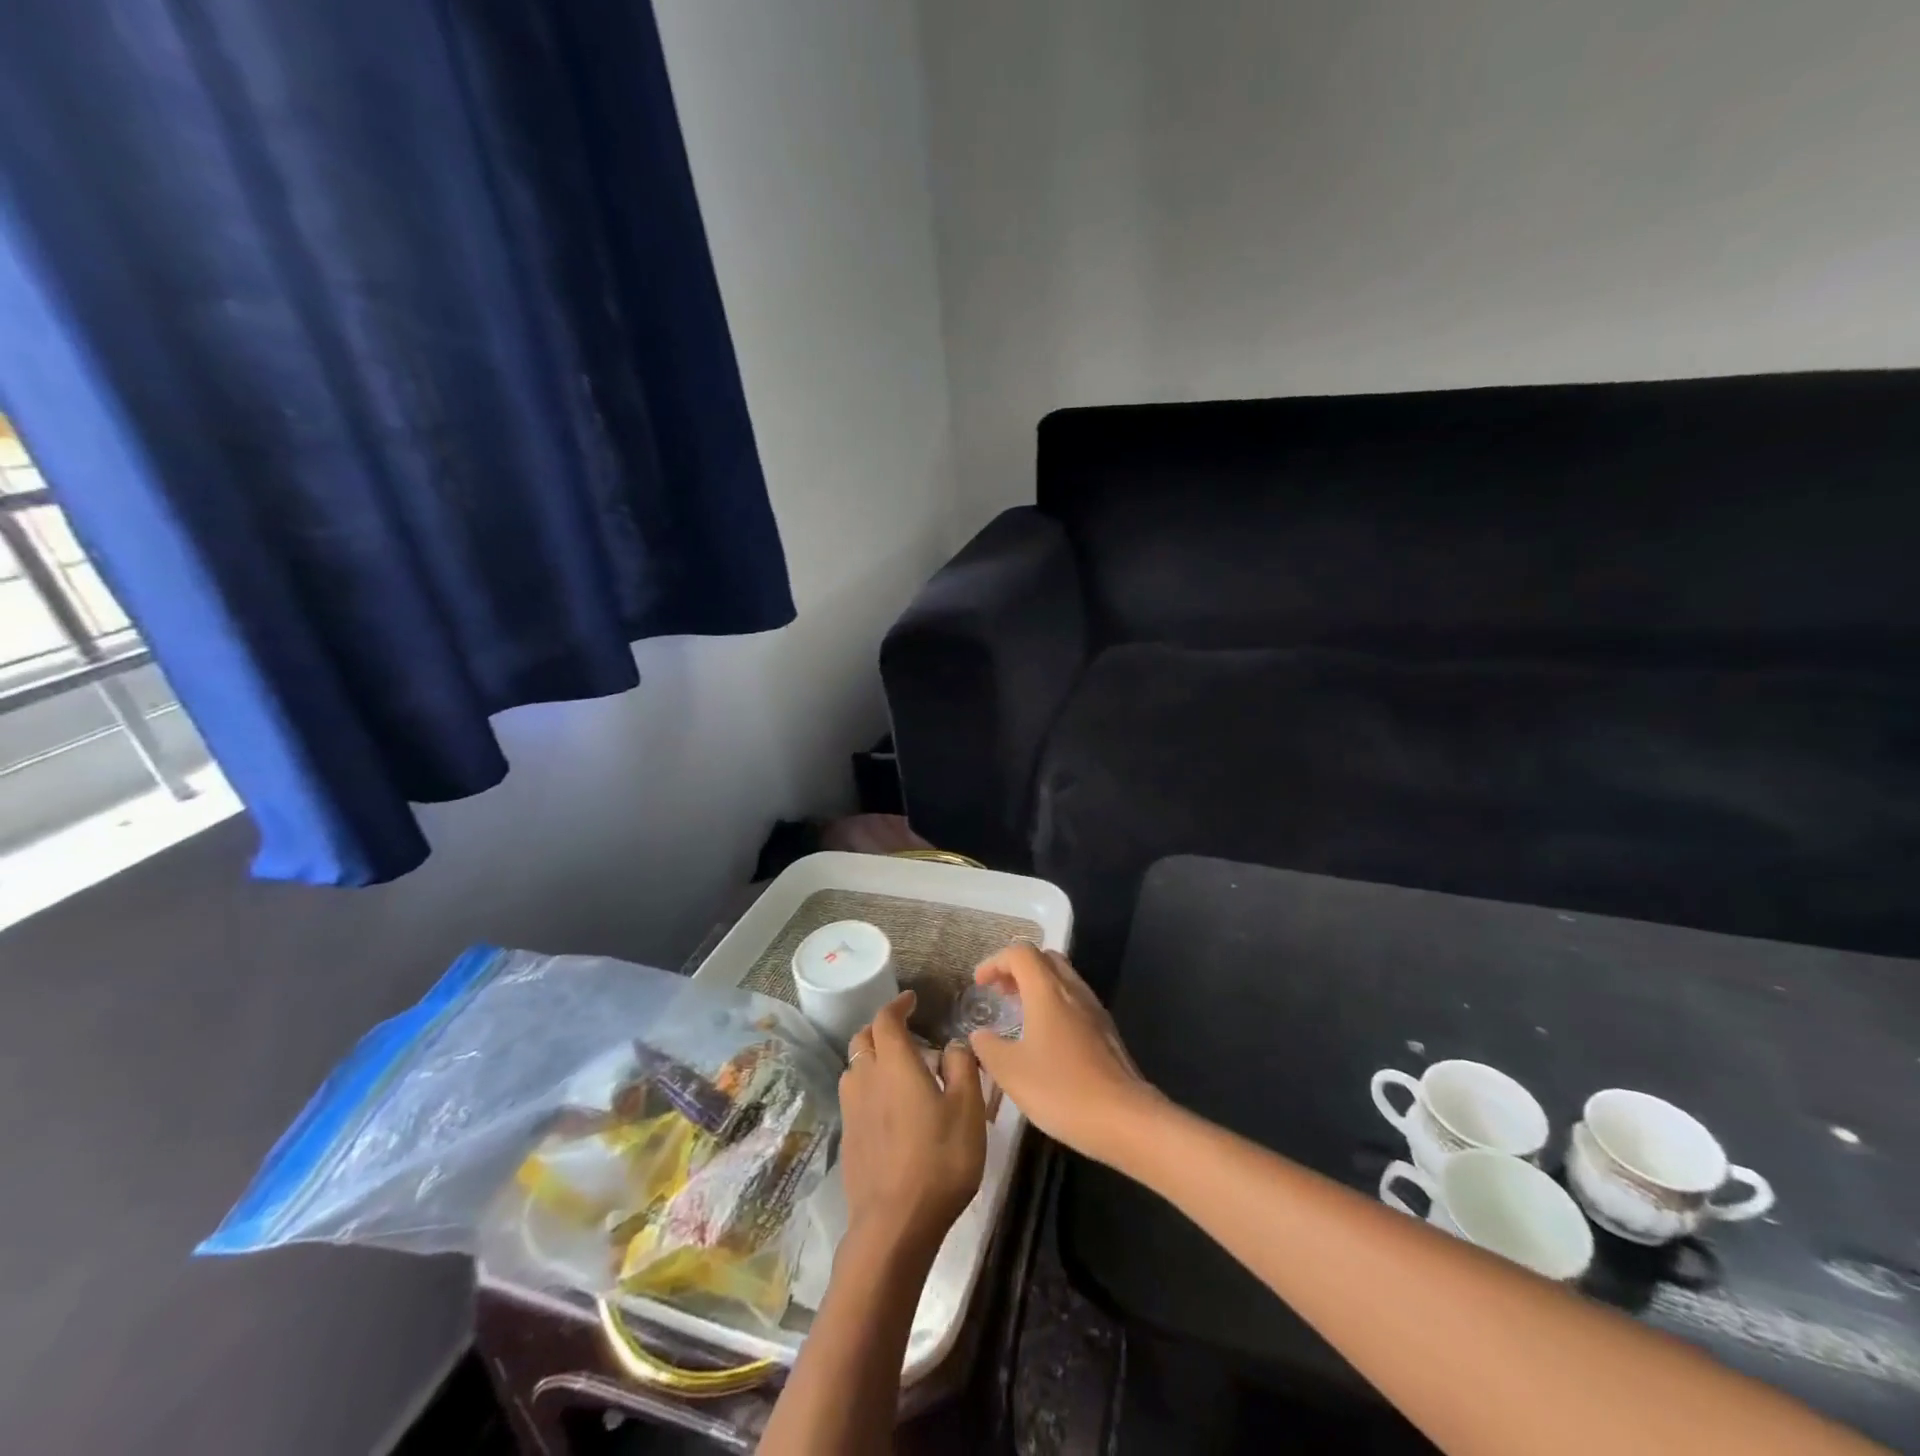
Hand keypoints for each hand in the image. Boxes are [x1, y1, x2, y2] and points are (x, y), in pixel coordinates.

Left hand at [838, 991, 987, 1254]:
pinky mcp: (848, 1138)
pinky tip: (888, 1106)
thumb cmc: (939, 1159)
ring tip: (896, 1068)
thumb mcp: (968, 1109)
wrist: (895, 1225)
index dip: (897, 1005)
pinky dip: (868, 1087)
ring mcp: (852, 1110)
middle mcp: (866, 1078)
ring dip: (871, 1057)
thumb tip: (953, 1044)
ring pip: (855, 1067)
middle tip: (905, 1032)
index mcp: (895, 1063)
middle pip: (863, 1039)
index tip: (911, 1000)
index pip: (886, 1019)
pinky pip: (854, 1096)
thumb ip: (962, 1067)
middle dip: (881, 1028)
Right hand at [967, 945, 1160, 1163]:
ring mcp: (1094, 1009)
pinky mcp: (1106, 1031)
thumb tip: (979, 1035)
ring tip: (1018, 1014)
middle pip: (1044, 958)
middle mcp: (1073, 990)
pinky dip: (1054, 1005)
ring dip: (1037, 987)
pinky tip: (1045, 1039)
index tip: (979, 984)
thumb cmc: (1061, 1088)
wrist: (1124, 1118)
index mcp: (1047, 990)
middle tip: (999, 993)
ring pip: (1062, 979)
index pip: (1020, 953)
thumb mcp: (1010, 1071)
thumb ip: (988, 1047)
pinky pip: (1075, 1001)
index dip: (995, 962)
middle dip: (1018, 969)